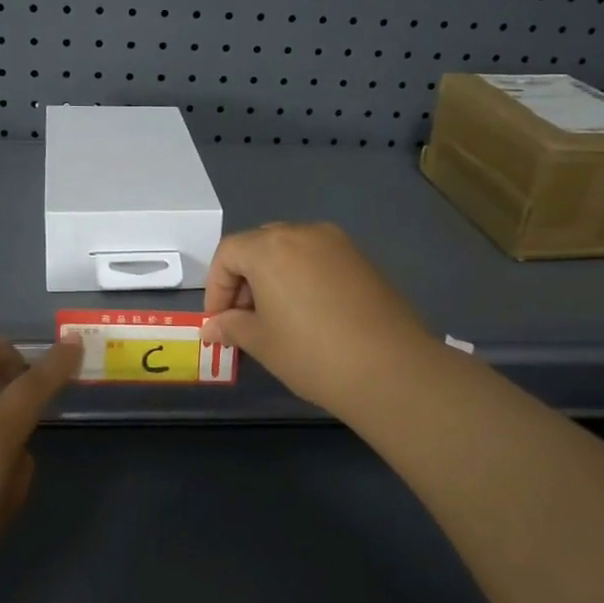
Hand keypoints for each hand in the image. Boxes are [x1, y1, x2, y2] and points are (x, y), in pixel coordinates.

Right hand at [200, 222, 433, 417]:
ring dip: (274, 277)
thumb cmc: (311, 353)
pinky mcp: (363, 260)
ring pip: (291, 250)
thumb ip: (231, 327)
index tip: (219, 321)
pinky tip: (311, 315)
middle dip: (244, 279)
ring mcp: (338, 244)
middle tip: (245, 318)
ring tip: (277, 318)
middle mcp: (304, 233)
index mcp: (271, 247)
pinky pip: (320, 259)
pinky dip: (303, 278)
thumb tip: (213, 327)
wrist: (390, 369)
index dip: (216, 287)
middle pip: (259, 245)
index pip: (228, 253)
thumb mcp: (262, 342)